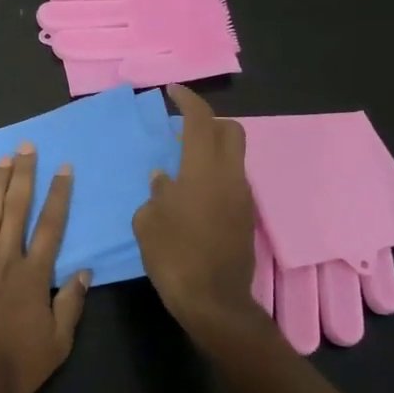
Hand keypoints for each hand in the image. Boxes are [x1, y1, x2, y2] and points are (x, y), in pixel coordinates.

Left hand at [0, 146, 89, 392]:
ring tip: (2, 160)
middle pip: (16, 209)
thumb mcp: (58, 343)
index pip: (51, 226)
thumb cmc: (15, 363)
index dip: (58, 195)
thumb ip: (71, 304)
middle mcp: (5, 258)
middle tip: (26, 147)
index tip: (63, 168)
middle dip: (23, 175)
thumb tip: (85, 272)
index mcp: (34, 274)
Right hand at [133, 85, 260, 340]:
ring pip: (233, 157)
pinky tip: (191, 192)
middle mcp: (229, 177)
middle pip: (230, 131)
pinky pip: (232, 180)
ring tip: (182, 162)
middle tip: (182, 127)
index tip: (172, 91)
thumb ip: (156, 192)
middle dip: (208, 121)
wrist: (214, 301)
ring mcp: (242, 197)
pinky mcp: (245, 217)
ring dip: (211, 149)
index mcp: (203, 171)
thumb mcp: (148, 221)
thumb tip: (164, 179)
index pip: (201, 121)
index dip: (188, 100)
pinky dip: (214, 173)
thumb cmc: (173, 256)